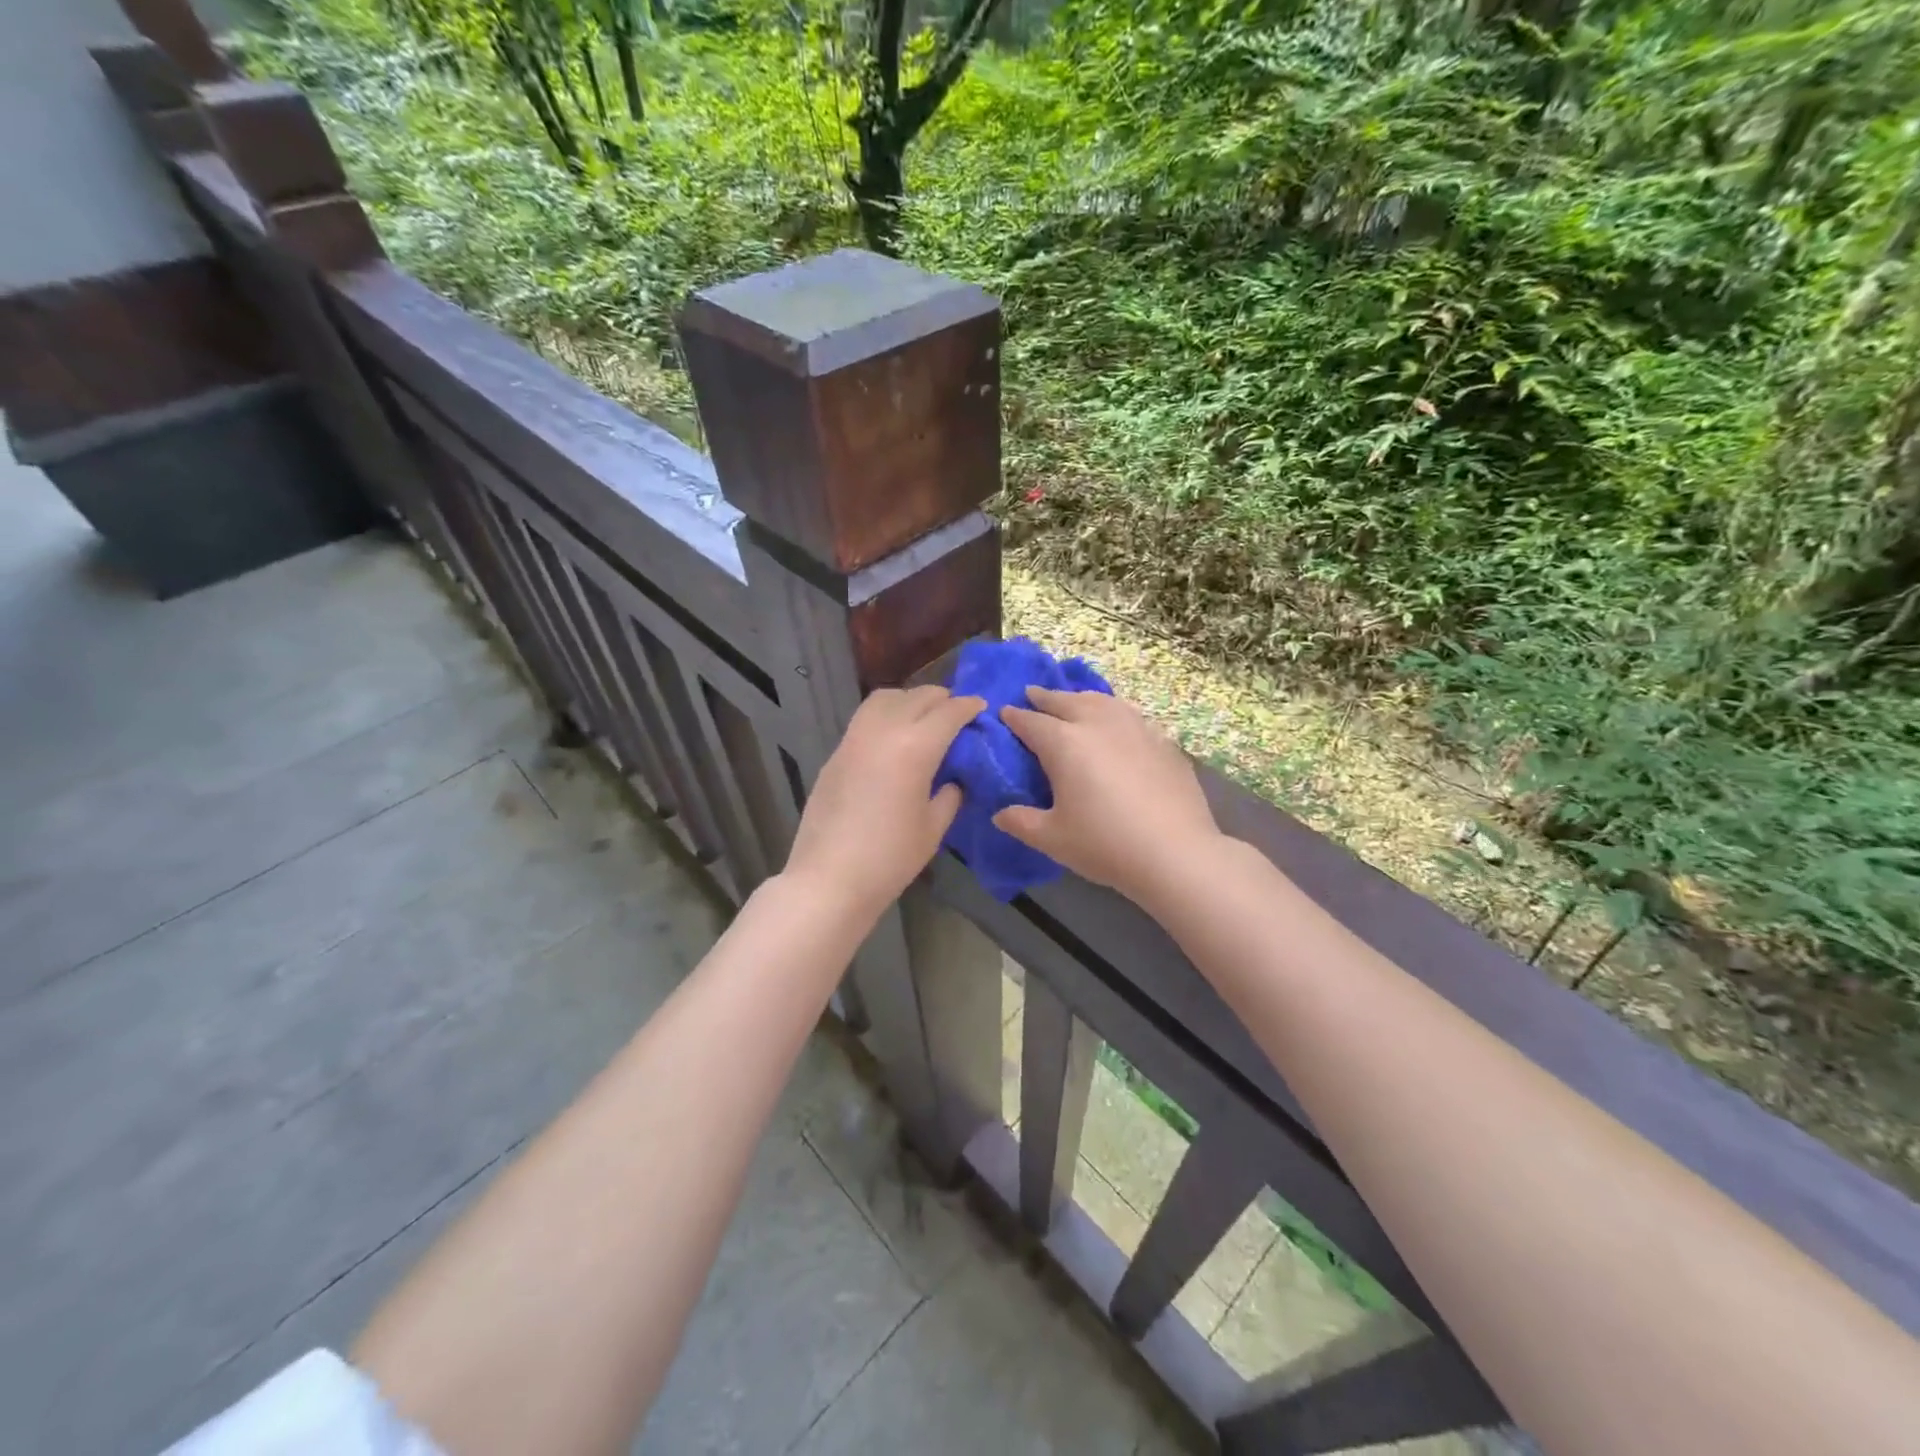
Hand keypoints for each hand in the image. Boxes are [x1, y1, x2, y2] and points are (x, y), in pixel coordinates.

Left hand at [784, 685, 984, 919]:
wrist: (829, 878)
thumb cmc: (890, 858)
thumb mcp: (933, 828)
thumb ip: (949, 795)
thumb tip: (953, 780)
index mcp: (915, 747)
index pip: (949, 712)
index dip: (968, 707)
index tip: (981, 707)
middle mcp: (884, 731)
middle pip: (917, 697)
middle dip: (941, 699)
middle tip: (956, 714)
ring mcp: (854, 738)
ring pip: (885, 698)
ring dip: (909, 700)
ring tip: (923, 718)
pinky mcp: (836, 753)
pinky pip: (866, 718)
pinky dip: (886, 715)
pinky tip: (894, 739)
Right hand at [994, 687, 1222, 904]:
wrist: (1176, 853)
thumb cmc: (1104, 844)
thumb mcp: (1053, 839)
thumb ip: (1022, 822)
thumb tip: (1000, 815)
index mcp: (1064, 743)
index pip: (1031, 722)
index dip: (1015, 717)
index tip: (1004, 712)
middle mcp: (1098, 725)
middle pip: (1066, 701)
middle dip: (1045, 697)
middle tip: (1032, 694)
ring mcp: (1135, 729)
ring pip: (1102, 701)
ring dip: (1081, 698)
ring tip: (1074, 700)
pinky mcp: (1162, 741)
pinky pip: (1130, 716)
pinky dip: (1113, 712)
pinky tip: (1117, 723)